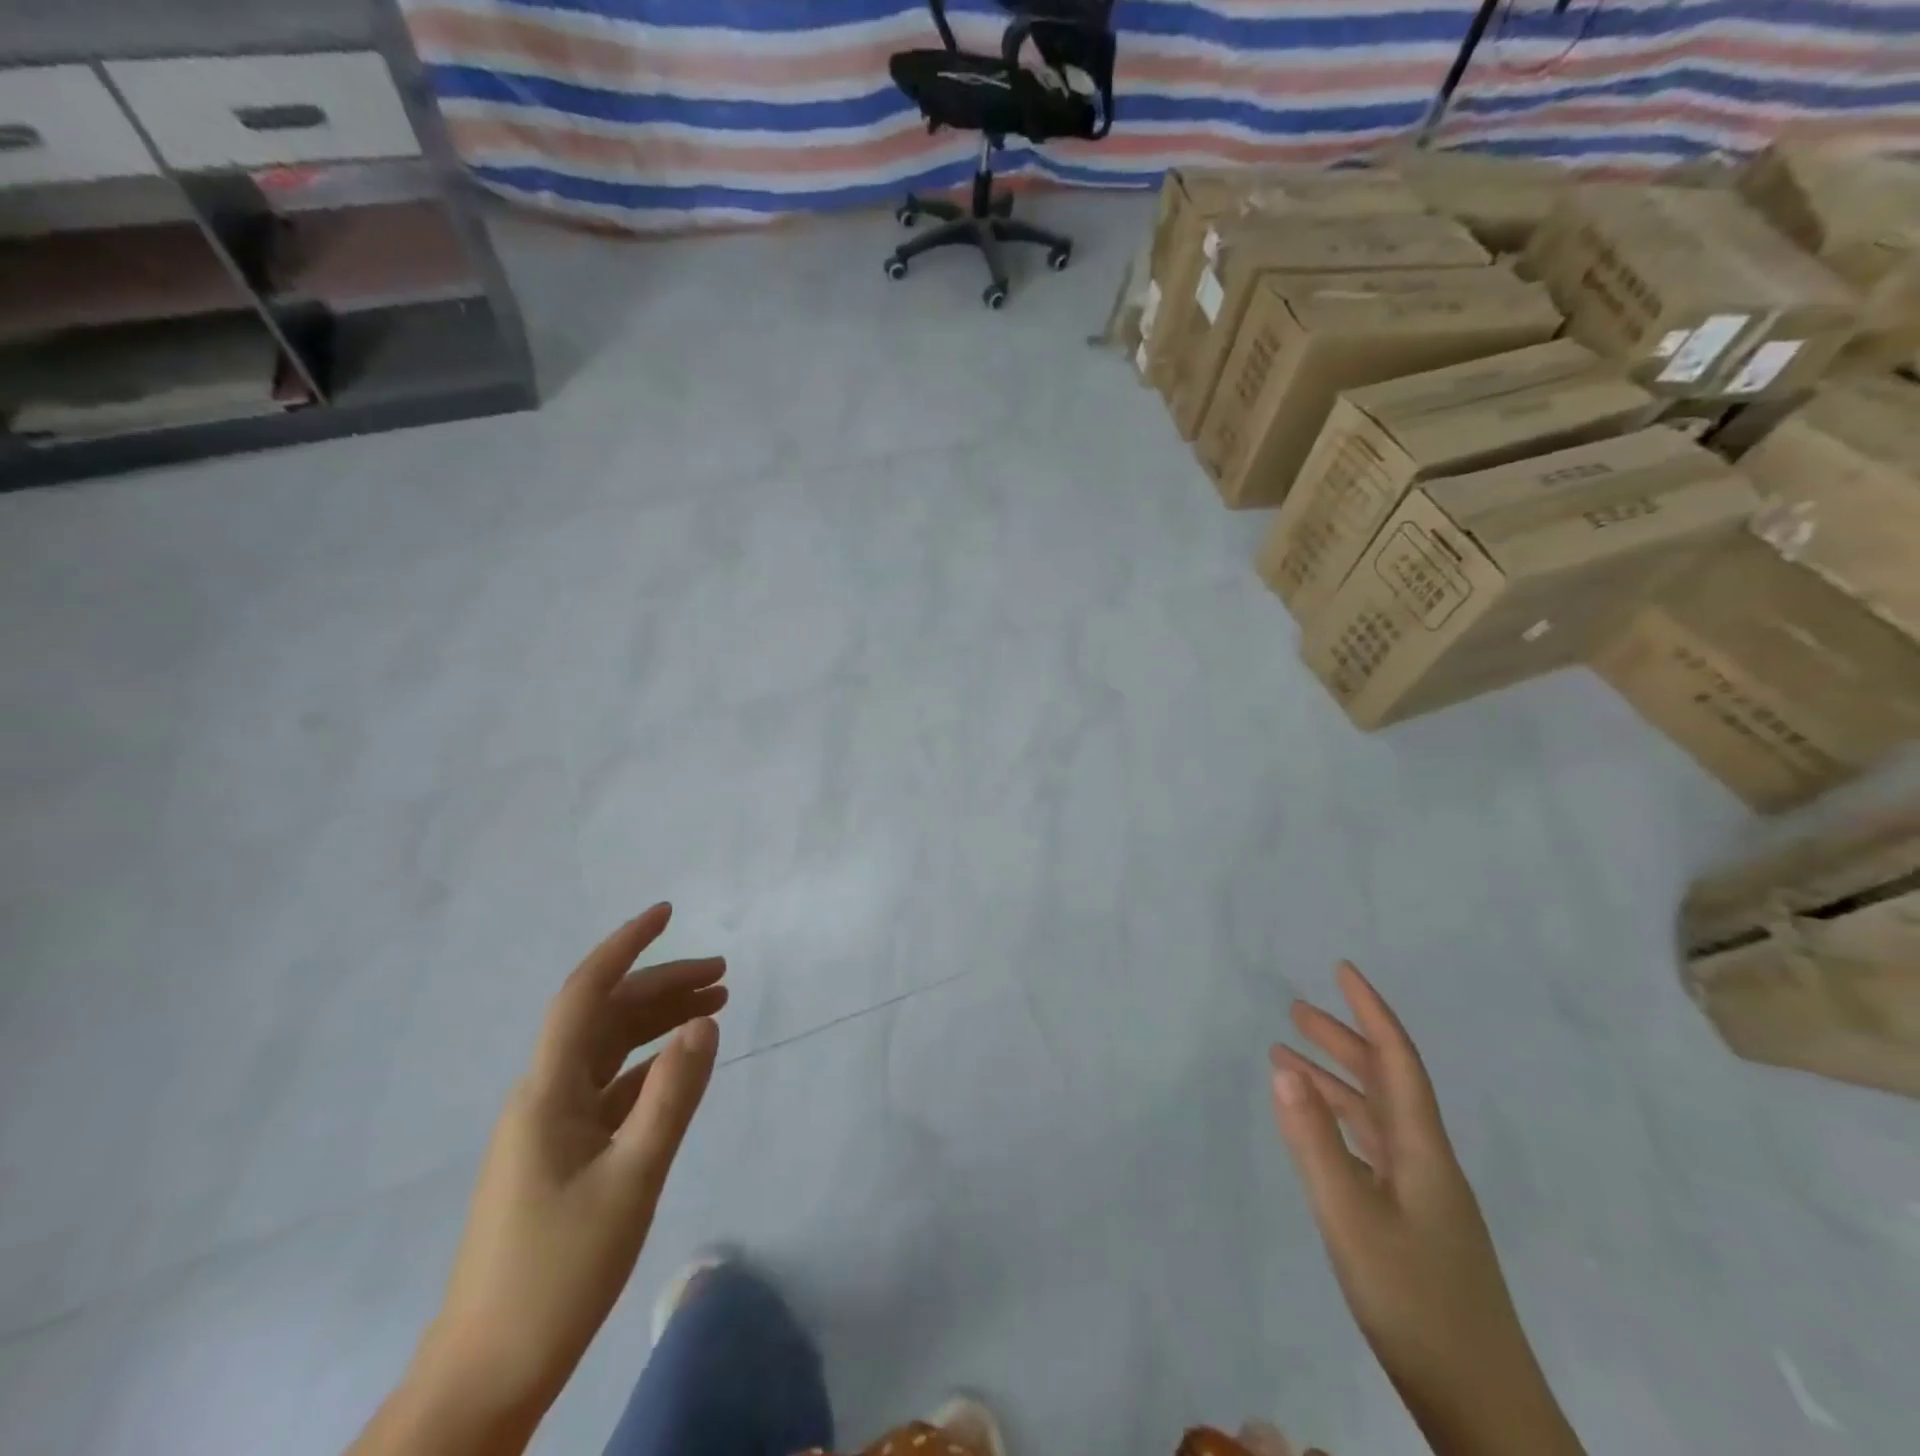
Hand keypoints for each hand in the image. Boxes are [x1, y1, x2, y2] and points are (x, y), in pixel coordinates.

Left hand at [406, 906, 724, 1440]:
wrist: (486, 1377)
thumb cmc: (556, 1276)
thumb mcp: (631, 1181)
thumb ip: (672, 1096)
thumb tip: (705, 1021)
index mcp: (547, 1092)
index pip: (585, 994)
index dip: (625, 946)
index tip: (667, 911)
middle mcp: (544, 1097)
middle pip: (605, 1017)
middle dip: (662, 985)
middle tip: (724, 974)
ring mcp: (551, 1128)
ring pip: (610, 1051)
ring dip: (659, 1022)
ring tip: (715, 1005)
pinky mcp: (562, 1157)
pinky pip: (611, 1088)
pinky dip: (650, 1065)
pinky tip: (681, 1064)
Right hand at [1269, 963, 1582, 1455]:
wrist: (1485, 1412)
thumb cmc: (1416, 1305)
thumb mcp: (1350, 1218)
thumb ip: (1314, 1141)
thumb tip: (1284, 1066)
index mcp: (1422, 1151)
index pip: (1397, 1060)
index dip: (1370, 1011)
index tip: (1342, 970)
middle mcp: (1426, 1162)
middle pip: (1385, 1082)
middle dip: (1343, 1039)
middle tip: (1295, 1011)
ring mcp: (1423, 1197)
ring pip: (1376, 1118)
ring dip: (1335, 1082)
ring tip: (1288, 1059)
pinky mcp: (1414, 1227)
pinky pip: (1371, 1151)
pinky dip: (1339, 1125)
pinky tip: (1316, 1132)